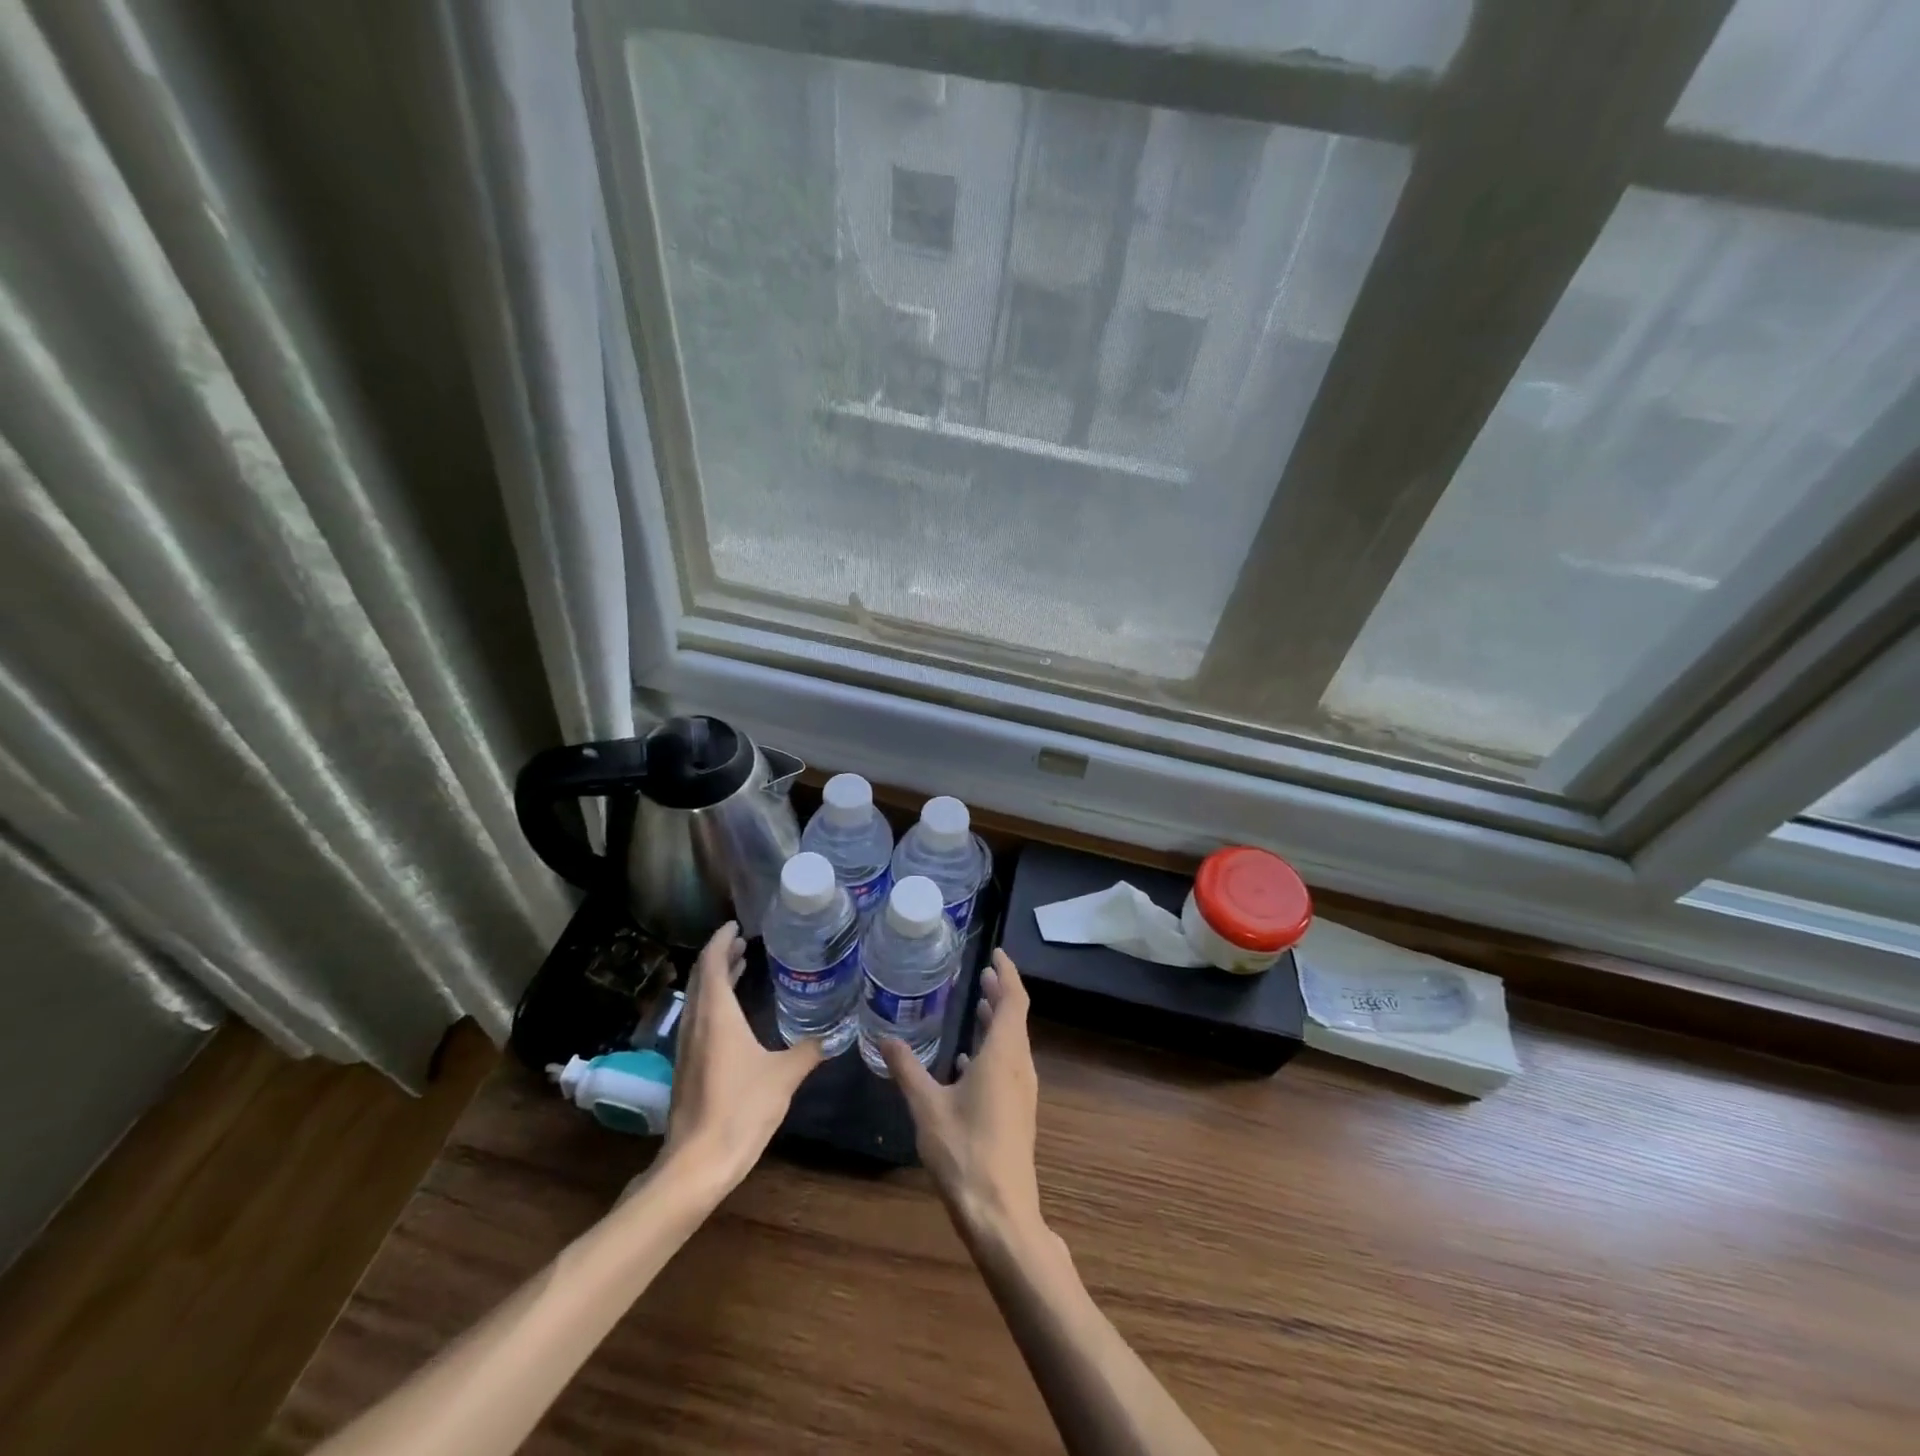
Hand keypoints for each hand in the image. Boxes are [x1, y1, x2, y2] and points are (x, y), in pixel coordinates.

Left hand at [658, 921, 823, 1191]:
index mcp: (716, 1015)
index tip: (737, 925)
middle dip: (720, 956)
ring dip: (715, 980)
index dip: (722, 940)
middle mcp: (696, 1023)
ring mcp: (687, 1046)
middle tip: (745, 943)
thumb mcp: (784, 1076)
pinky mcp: (686, 1067)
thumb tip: (834, 1034)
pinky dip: (714, 1003)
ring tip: (740, 968)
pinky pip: (698, 1018)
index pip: (711, 962)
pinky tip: (733, 1016)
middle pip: (701, 977)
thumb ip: (808, 1050)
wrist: (696, 1164)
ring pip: (698, 999)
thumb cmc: (741, 1109)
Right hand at [882, 949, 1043, 1246]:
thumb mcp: (927, 1106)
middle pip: (1015, 1018)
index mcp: (1003, 1055)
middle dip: (1000, 993)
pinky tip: (969, 1060)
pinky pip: (1009, 1065)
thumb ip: (907, 1068)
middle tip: (982, 974)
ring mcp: (1022, 1091)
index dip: (1008, 974)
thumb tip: (884, 1037)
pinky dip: (993, 1049)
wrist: (1001, 1214)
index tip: (997, 954)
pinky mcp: (1018, 1112)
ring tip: (978, 1005)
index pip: (1014, 1000)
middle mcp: (1019, 1066)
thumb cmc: (964, 1152)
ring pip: (1013, 1043)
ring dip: (998, 1021)